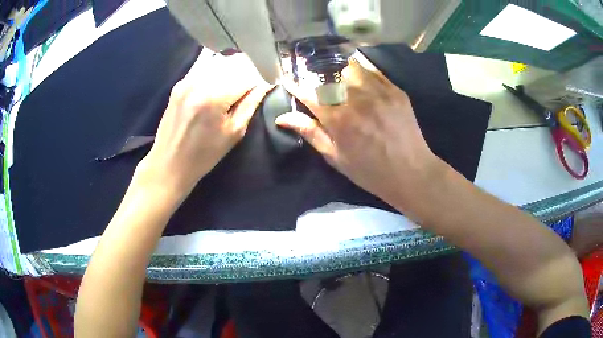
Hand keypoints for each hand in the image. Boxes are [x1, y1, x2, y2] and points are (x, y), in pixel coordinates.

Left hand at [138, 53, 273, 199]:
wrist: (169, 163)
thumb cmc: (204, 155)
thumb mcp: (234, 133)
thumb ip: (250, 104)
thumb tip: (265, 84)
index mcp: (214, 97)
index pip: (247, 74)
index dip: (260, 78)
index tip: (266, 84)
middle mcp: (199, 82)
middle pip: (233, 63)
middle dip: (247, 70)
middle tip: (252, 85)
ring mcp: (186, 81)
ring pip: (218, 62)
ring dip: (232, 69)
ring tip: (236, 85)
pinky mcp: (179, 83)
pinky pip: (204, 68)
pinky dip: (216, 71)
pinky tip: (219, 84)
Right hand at [277, 54, 439, 208]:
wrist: (411, 172)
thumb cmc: (370, 171)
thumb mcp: (335, 157)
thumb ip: (310, 133)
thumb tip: (283, 117)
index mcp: (338, 119)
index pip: (309, 93)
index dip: (295, 86)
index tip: (288, 81)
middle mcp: (356, 99)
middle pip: (329, 73)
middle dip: (315, 72)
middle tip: (313, 77)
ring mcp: (379, 92)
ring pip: (351, 66)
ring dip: (338, 68)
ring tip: (335, 75)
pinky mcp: (395, 90)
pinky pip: (373, 71)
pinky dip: (361, 71)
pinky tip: (358, 77)